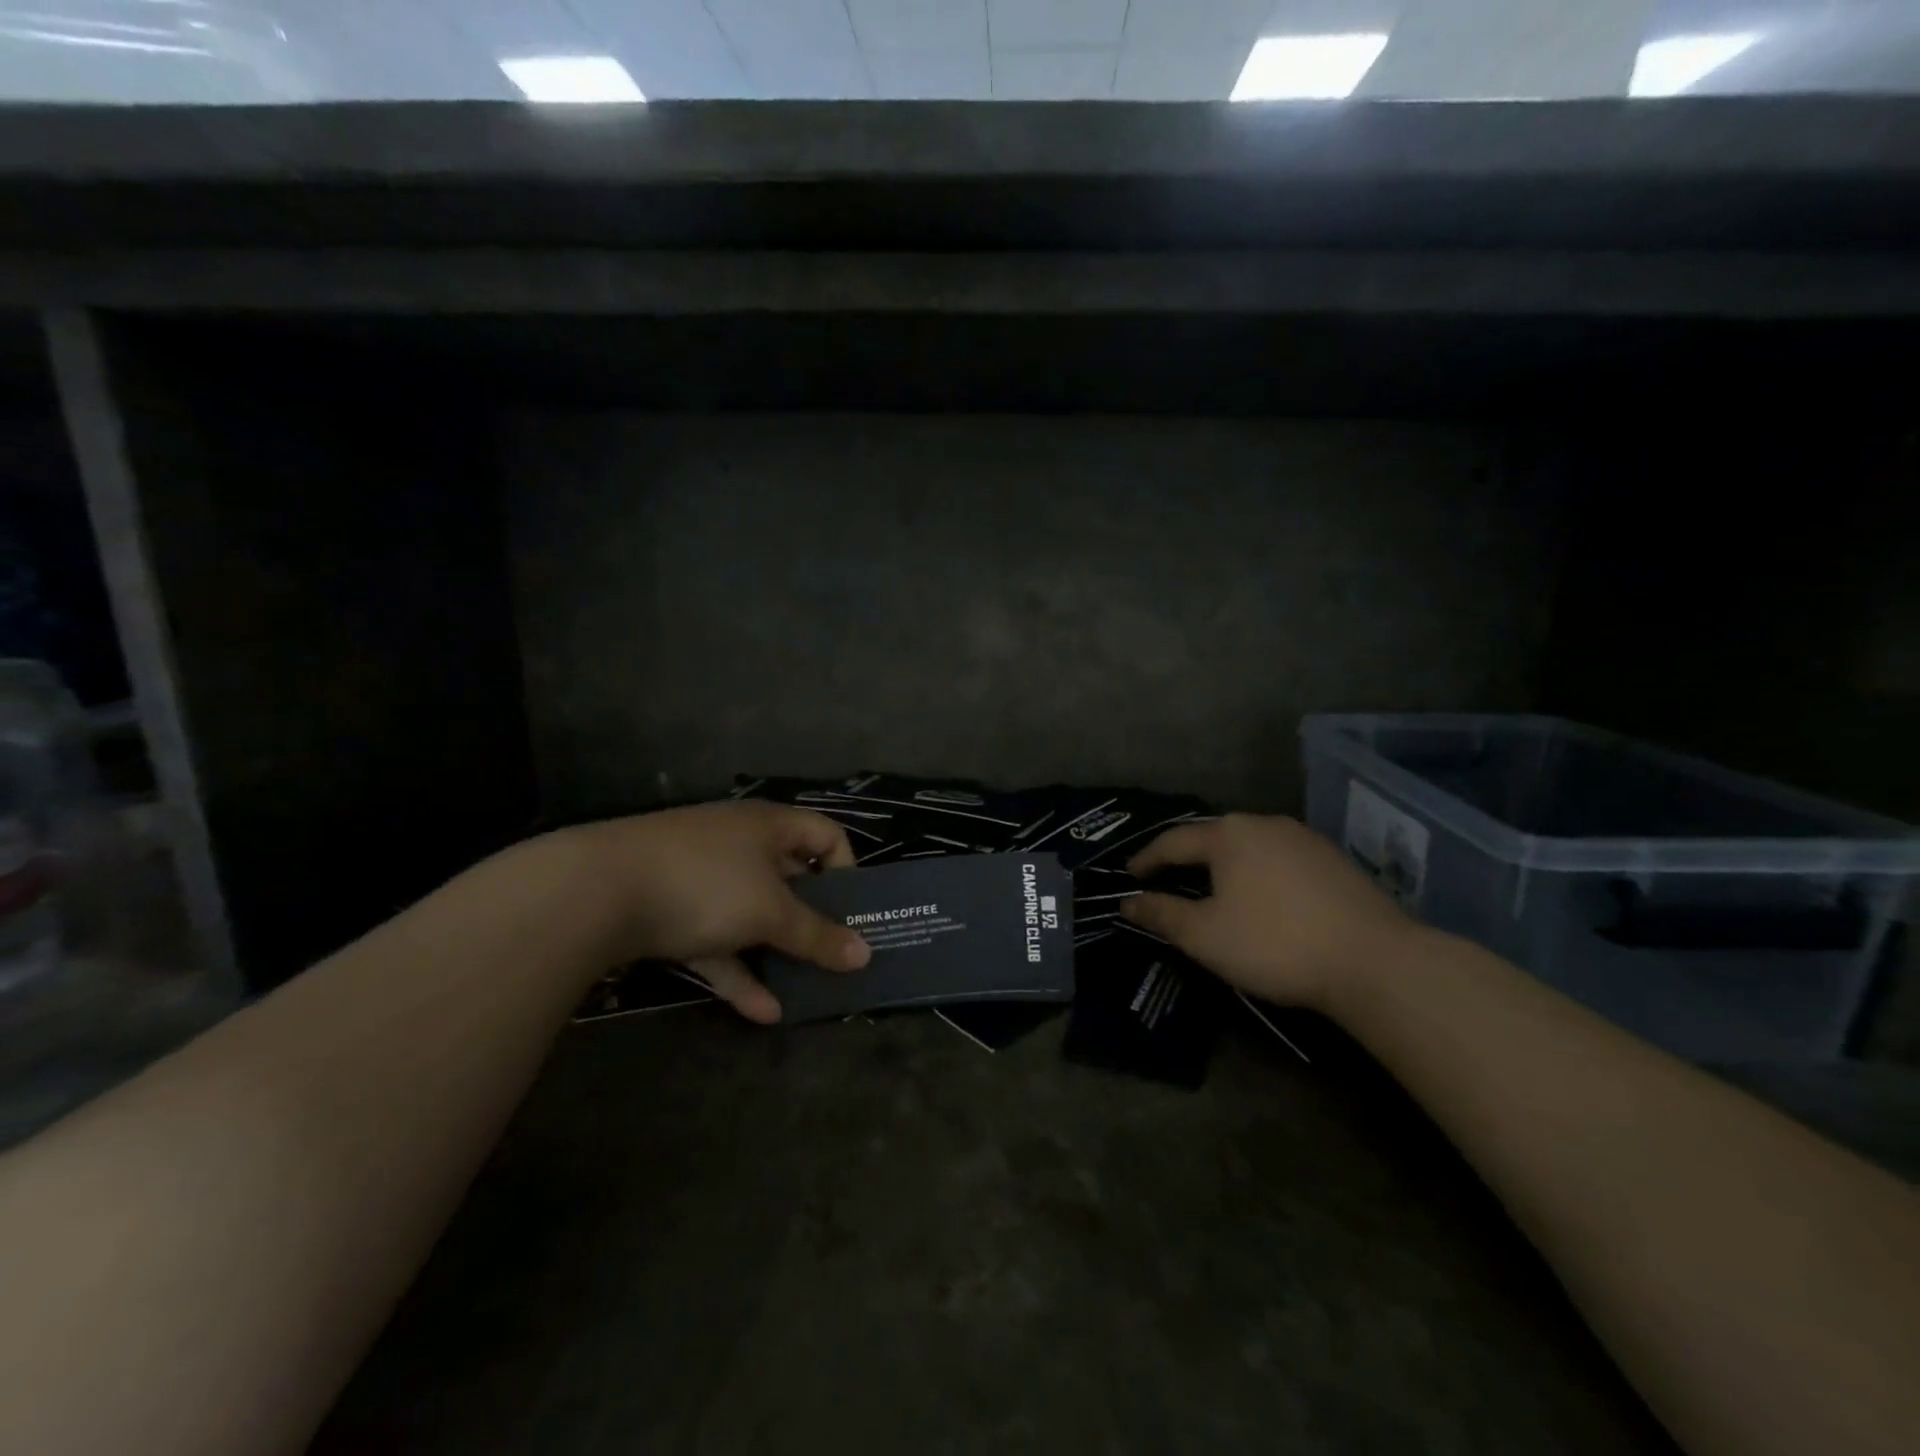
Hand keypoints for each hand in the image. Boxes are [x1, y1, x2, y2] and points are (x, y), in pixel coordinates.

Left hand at [559, 801, 870, 1023]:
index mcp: (769, 826)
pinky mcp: (668, 909)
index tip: (852, 911)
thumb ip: (817, 936)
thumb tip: (865, 955)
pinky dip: (736, 970)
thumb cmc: (705, 884)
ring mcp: (700, 876)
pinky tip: (761, 1012)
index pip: (826, 835)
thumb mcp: (770, 912)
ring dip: (775, 953)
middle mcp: (738, 843)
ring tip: (804, 992)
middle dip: (812, 920)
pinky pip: (715, 939)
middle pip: (789, 879)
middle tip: (835, 956)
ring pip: (751, 914)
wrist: (593, 892)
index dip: (846, 869)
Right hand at [1121, 813, 1414, 1013]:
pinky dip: (1257, 872)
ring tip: (1211, 887)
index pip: (1173, 841)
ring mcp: (1304, 839)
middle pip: (1212, 837)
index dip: (1147, 859)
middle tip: (1166, 880)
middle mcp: (1264, 823)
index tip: (1129, 877)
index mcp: (1228, 834)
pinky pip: (1278, 858)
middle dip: (1186, 858)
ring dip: (1224, 864)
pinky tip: (1261, 896)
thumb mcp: (1205, 935)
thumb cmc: (1274, 943)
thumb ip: (1161, 914)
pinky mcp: (1333, 860)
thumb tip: (1126, 902)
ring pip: (1249, 846)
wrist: (1375, 962)